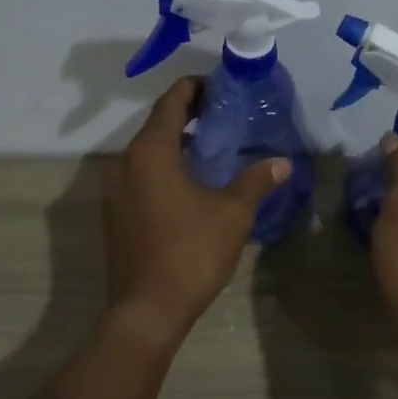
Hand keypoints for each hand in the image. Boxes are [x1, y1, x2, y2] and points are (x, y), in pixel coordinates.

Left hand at [103, 77, 290, 341]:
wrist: (146, 310)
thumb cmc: (190, 253)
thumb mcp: (232, 214)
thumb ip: (256, 180)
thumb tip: (281, 162)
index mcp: (151, 152)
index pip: (172, 101)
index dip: (196, 87)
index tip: (223, 88)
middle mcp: (126, 162)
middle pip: (158, 123)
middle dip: (190, 114)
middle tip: (226, 116)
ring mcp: (116, 189)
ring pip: (148, 150)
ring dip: (178, 142)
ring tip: (214, 146)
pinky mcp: (116, 213)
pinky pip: (142, 174)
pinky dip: (166, 166)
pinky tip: (193, 182)